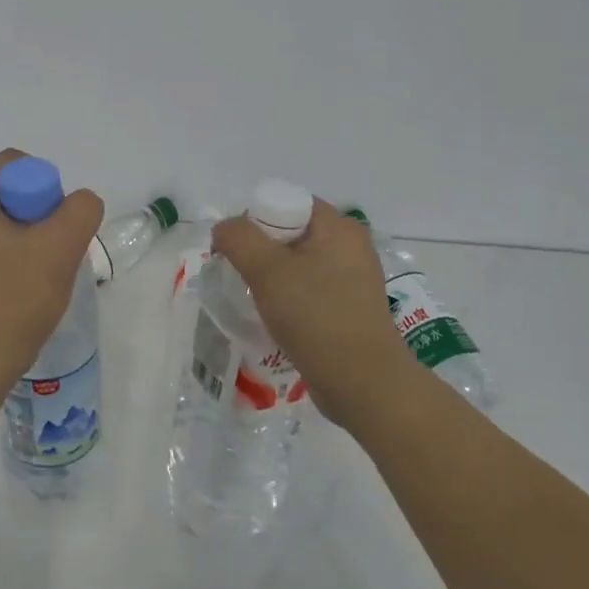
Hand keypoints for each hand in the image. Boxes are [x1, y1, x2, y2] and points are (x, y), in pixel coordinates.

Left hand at [0, 150, 104, 392]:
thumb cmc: (11, 301)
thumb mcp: (59, 248)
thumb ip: (80, 210)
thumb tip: (79, 203)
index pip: (14, 164)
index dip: (45, 186)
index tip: (57, 225)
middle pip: (8, 193)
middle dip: (39, 216)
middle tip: (55, 251)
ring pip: (0, 224)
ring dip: (28, 241)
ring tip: (41, 276)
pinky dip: (10, 260)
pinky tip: (22, 291)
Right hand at [212, 198, 405, 428]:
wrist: (363, 385)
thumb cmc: (316, 317)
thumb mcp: (267, 271)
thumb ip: (239, 239)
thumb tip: (224, 229)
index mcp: (339, 227)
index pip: (288, 203)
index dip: (255, 220)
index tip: (237, 252)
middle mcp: (350, 246)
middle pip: (291, 234)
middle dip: (260, 252)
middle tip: (240, 277)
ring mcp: (353, 280)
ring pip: (298, 265)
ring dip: (272, 279)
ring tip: (254, 301)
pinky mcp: (350, 309)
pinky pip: (310, 291)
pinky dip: (289, 300)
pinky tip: (275, 320)